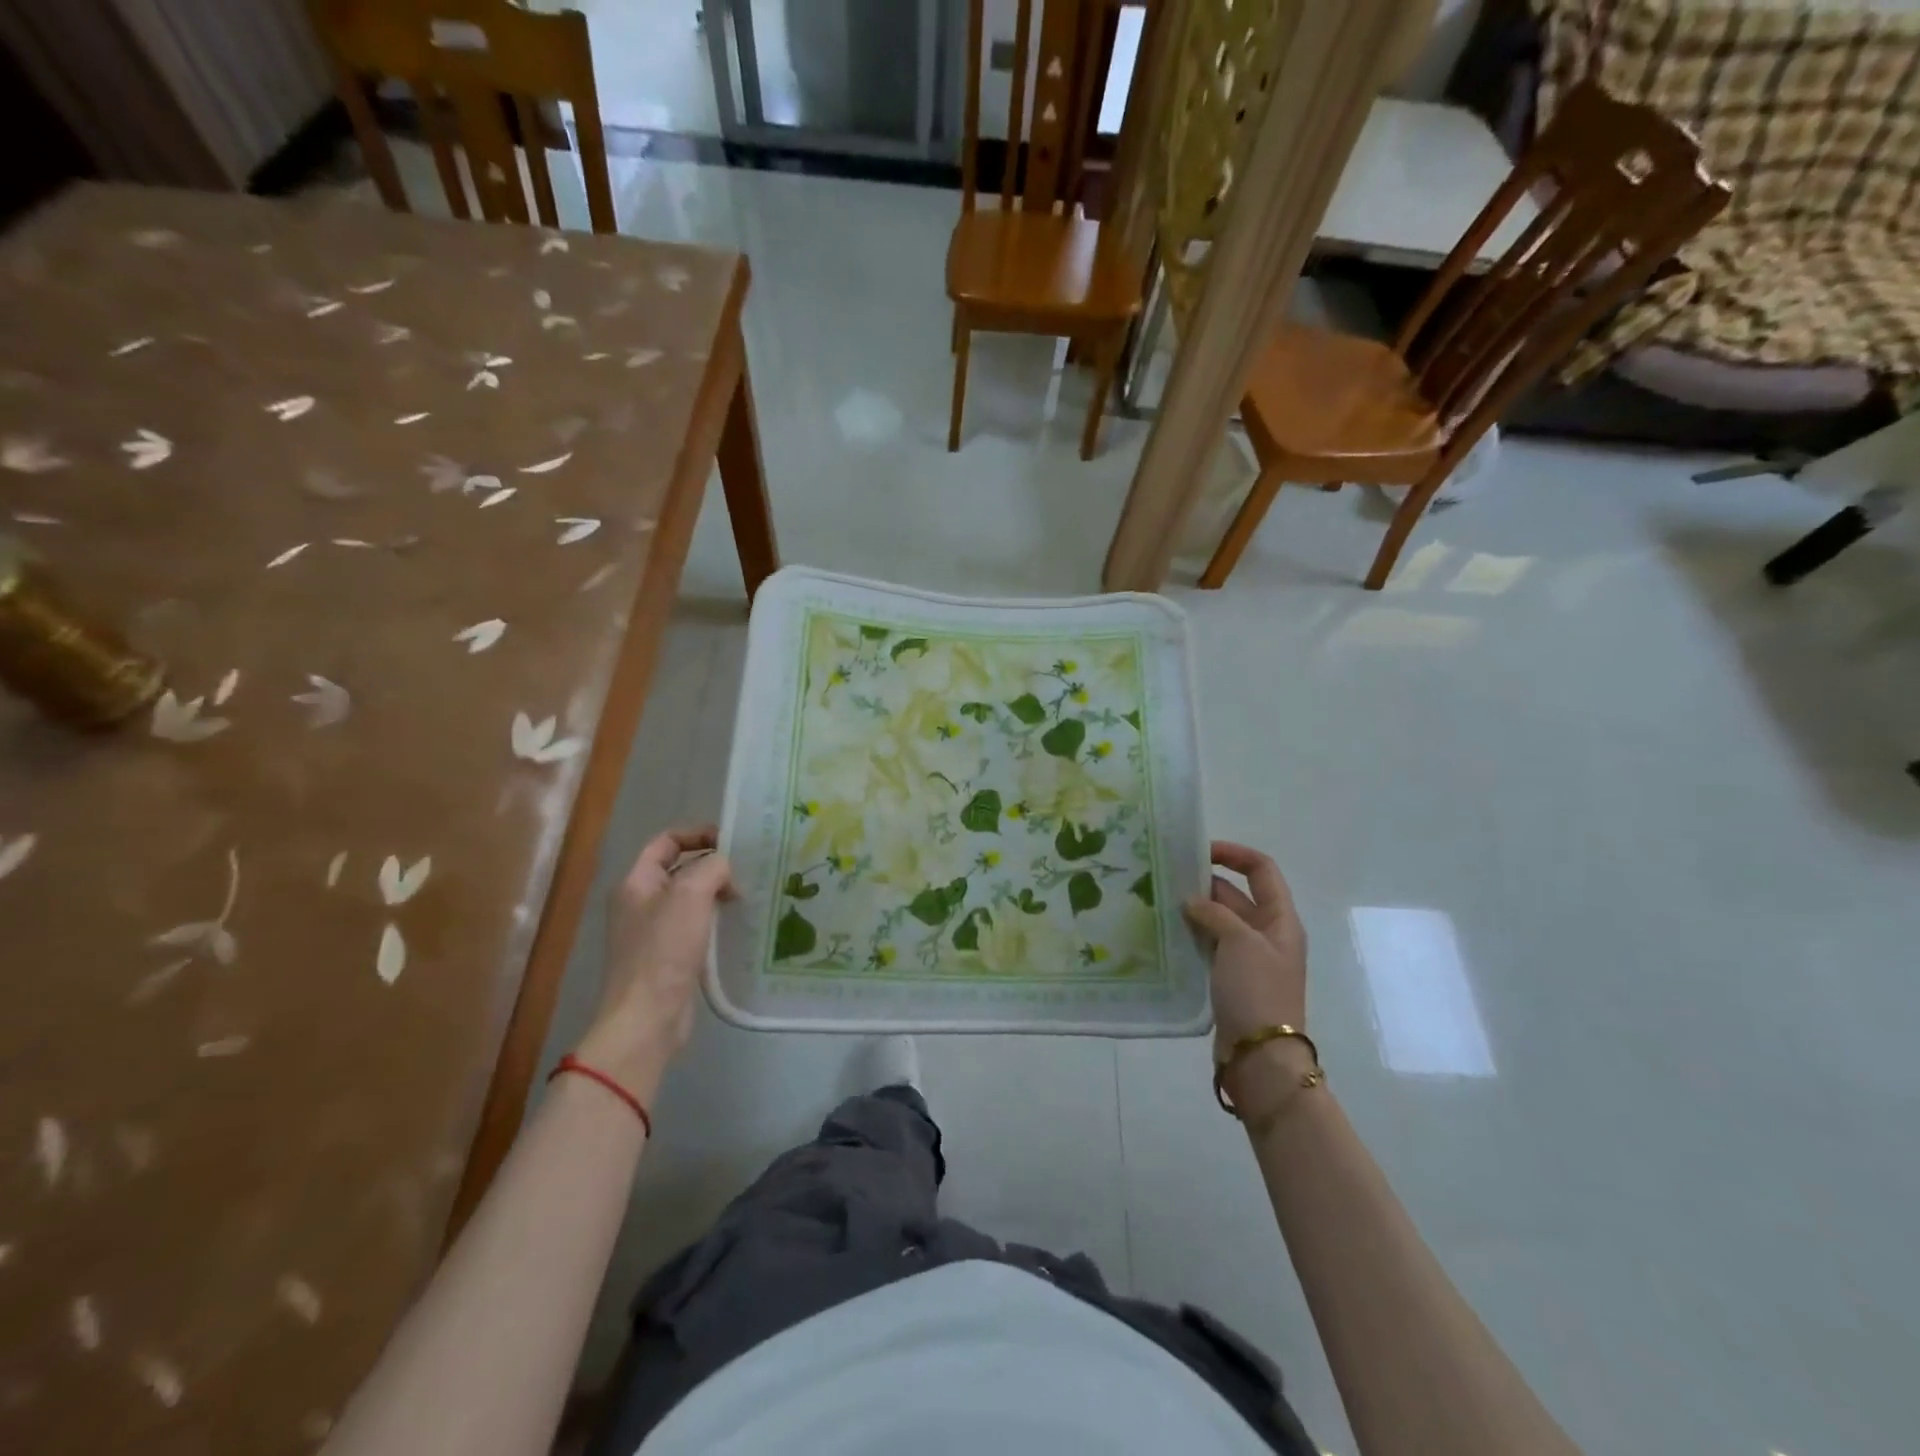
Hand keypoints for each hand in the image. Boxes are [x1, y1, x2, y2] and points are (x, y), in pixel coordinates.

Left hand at [577, 826, 733, 1100]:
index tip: (732, 841)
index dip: (698, 833)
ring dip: (717, 892)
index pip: (666, 840)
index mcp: (636, 882)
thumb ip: (712, 867)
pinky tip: (738, 923)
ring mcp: (653, 931)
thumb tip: (725, 871)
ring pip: (691, 897)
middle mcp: (641, 902)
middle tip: (748, 869)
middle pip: (680, 868)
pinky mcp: (669, 956)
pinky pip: (696, 924)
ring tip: (748, 895)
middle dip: (713, 864)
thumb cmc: (664, 950)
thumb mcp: (690, 894)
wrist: (647, 1018)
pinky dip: (716, 918)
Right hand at [1182, 841, 1307, 1058]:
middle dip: (1206, 883)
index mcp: (1280, 919)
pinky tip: (1166, 932)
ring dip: (1195, 909)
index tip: (1200, 850)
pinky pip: (1209, 945)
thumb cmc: (1257, 990)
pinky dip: (1191, 934)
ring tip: (1160, 900)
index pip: (1262, 869)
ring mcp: (1248, 957)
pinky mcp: (1229, 978)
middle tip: (1167, 877)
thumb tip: (1192, 902)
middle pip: (1237, 894)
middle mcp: (1267, 933)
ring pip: (1219, 920)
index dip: (1234, 853)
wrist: (1260, 1055)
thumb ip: (1215, 913)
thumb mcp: (1239, 942)